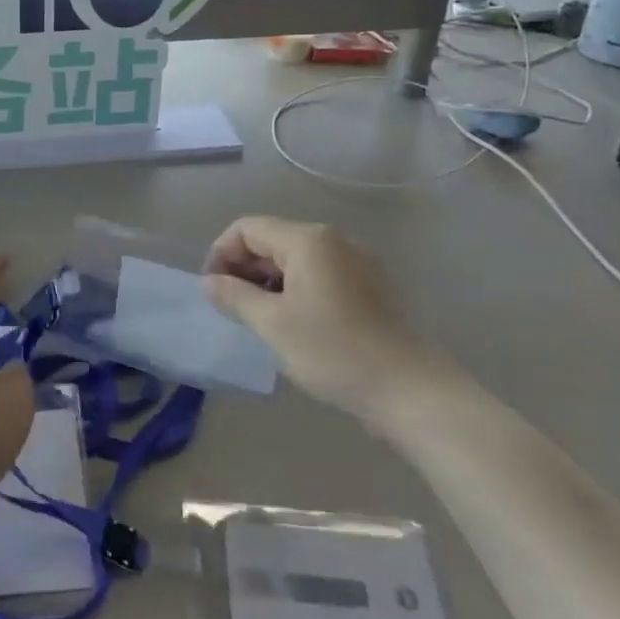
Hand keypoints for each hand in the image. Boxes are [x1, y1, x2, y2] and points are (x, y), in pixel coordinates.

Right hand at [203, 216, 460, 423]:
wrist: (410, 390)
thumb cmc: (333, 351)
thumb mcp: (272, 324)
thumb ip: (234, 296)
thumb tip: (209, 281)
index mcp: (307, 240)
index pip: (247, 229)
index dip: (221, 254)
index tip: (213, 291)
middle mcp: (333, 240)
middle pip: (272, 239)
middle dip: (244, 267)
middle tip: (232, 308)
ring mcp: (357, 262)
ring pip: (296, 258)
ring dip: (269, 281)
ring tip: (260, 319)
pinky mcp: (371, 286)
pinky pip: (321, 274)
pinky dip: (297, 289)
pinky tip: (295, 324)